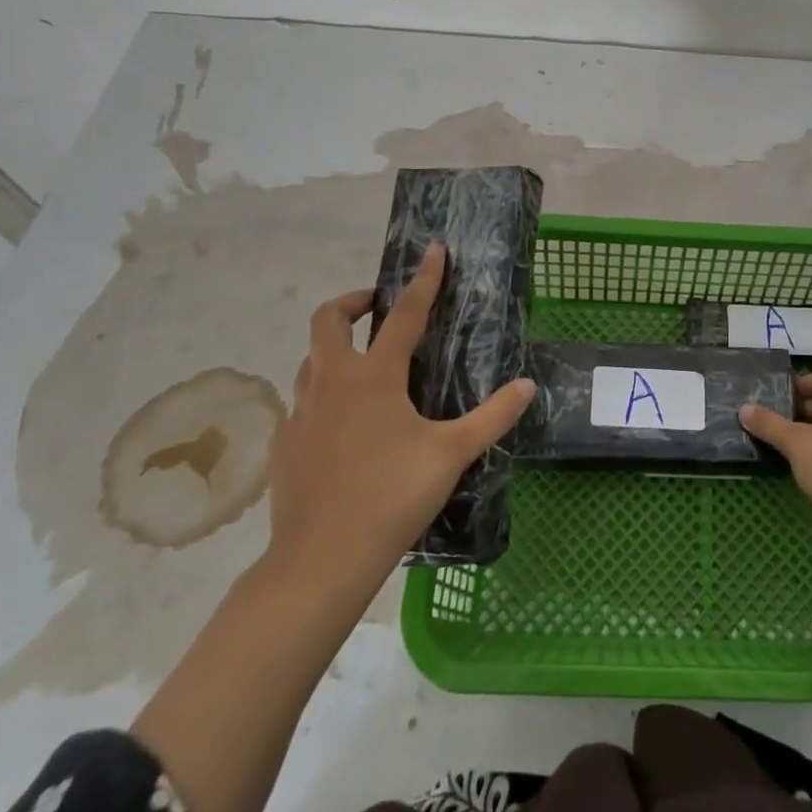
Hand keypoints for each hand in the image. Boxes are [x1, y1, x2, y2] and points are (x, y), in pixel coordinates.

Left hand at [264, 244, 536, 592]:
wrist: (319, 562)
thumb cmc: (390, 497)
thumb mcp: (451, 454)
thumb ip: (492, 416)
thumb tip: (527, 385)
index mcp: (374, 376)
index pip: (403, 313)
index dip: (423, 280)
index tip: (433, 250)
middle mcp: (332, 382)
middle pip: (328, 320)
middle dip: (352, 301)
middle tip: (377, 306)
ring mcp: (301, 412)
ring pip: (310, 359)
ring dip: (334, 346)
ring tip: (364, 363)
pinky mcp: (284, 444)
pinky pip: (302, 401)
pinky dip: (322, 393)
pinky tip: (342, 424)